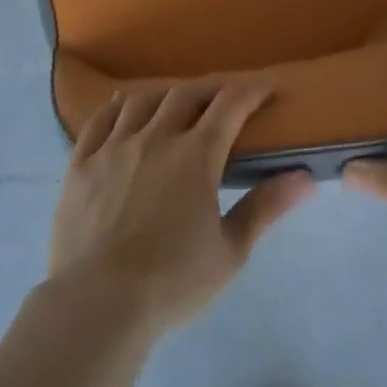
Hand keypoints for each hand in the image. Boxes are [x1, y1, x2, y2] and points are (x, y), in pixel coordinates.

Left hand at [47, 79, 315, 331]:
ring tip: (175, 101)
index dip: (251, 89)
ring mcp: (113, 147)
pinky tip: (123, 108)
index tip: (265, 84)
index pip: (230, 105)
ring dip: (165, 94)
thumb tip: (306, 178)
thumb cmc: (172, 281)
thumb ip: (265, 207)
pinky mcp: (80, 163)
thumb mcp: (230, 251)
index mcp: (196, 156)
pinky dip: (117, 107)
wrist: (97, 302)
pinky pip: (99, 120)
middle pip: (186, 95)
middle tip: (224, 96)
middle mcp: (155, 138)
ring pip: (142, 101)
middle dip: (210, 89)